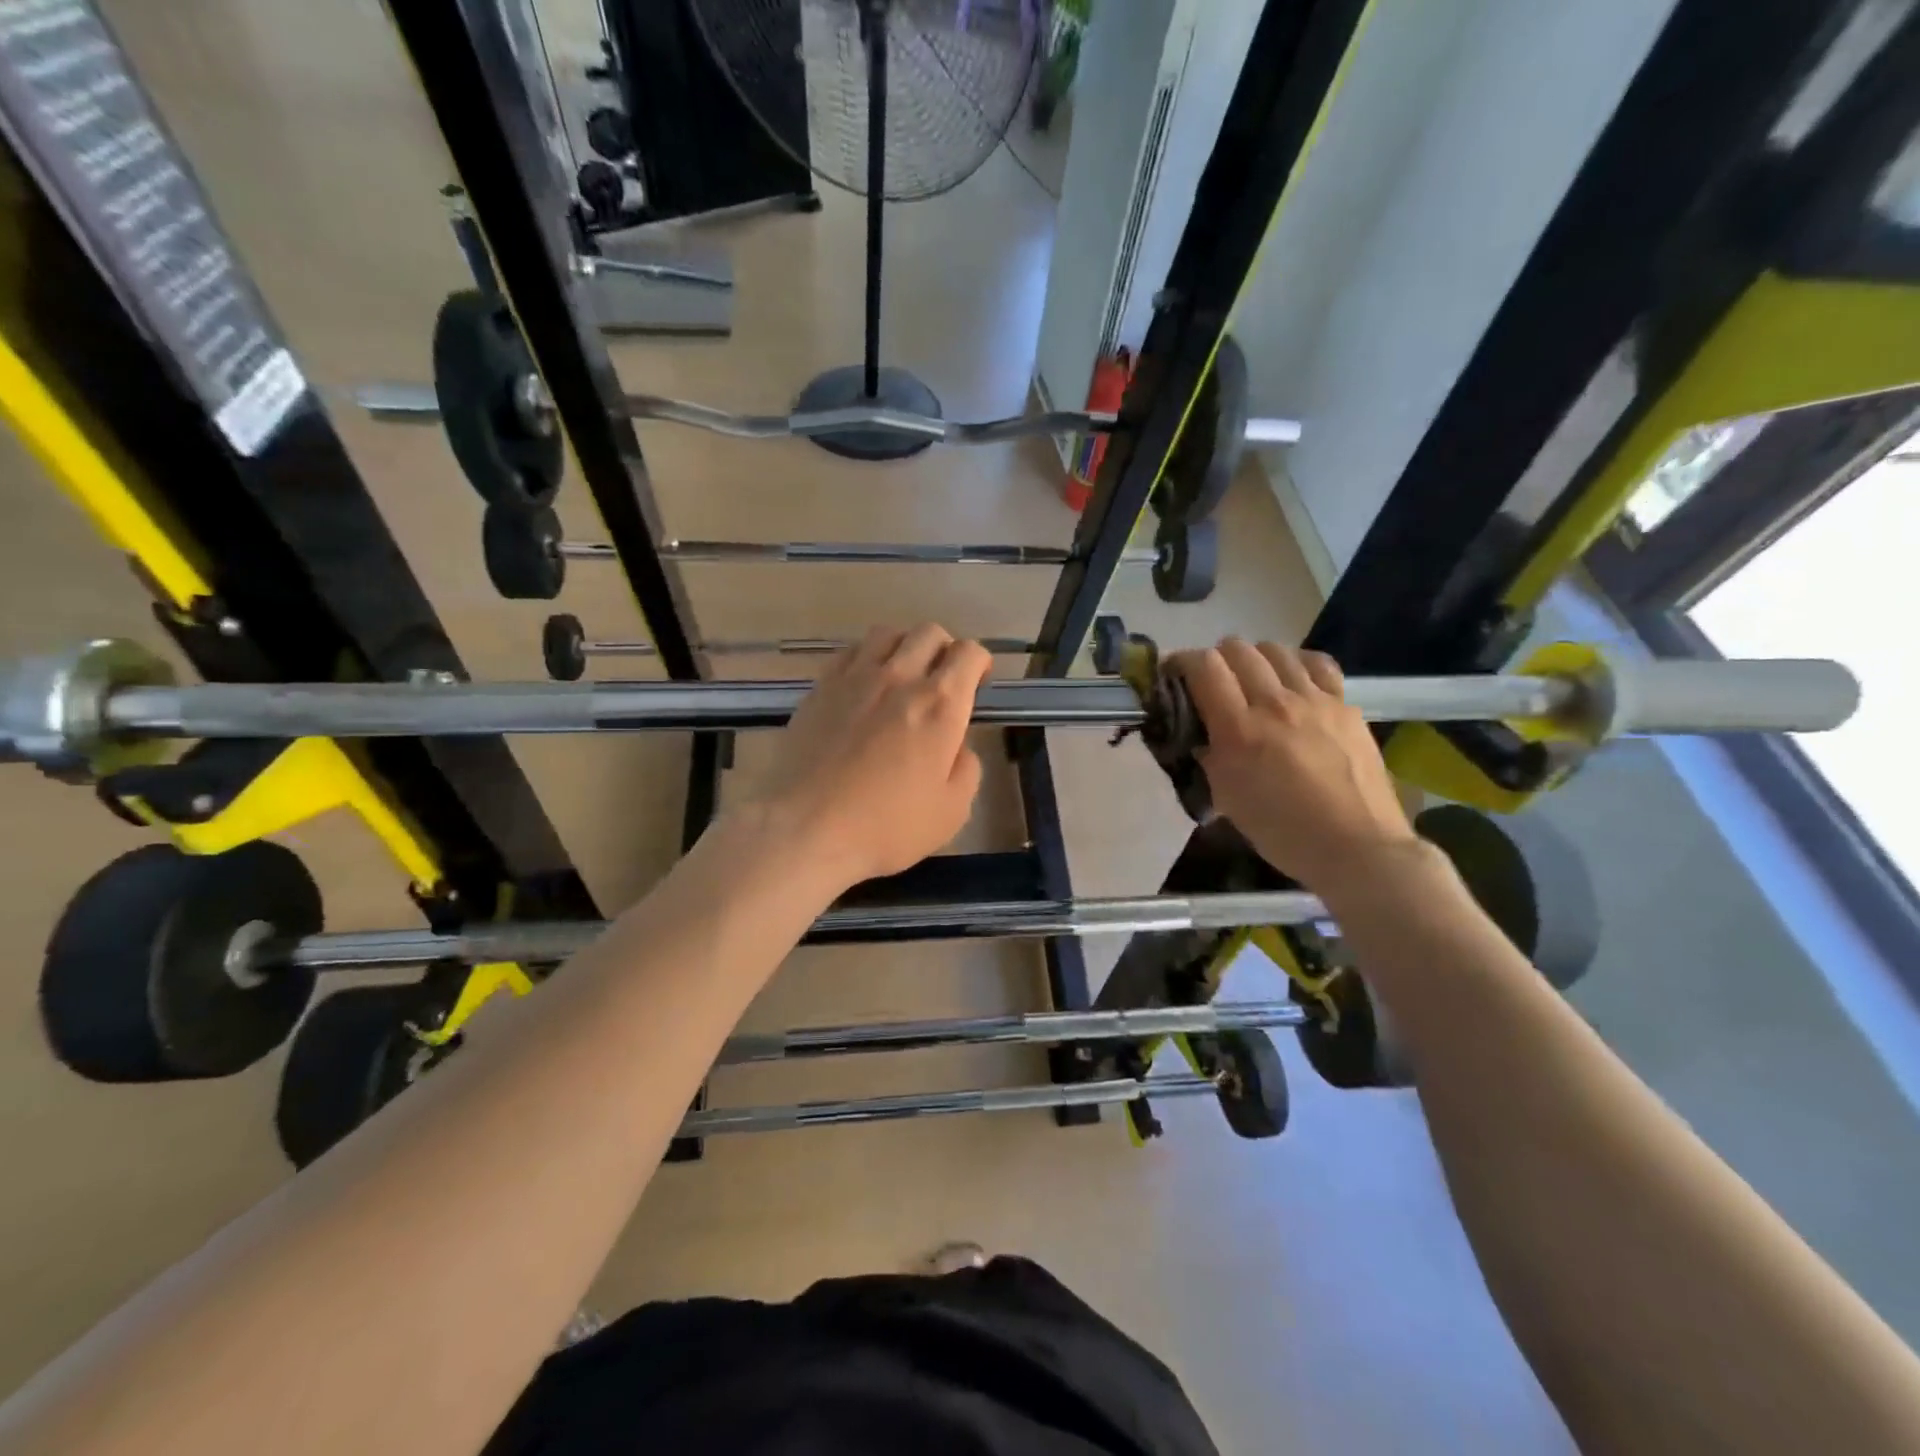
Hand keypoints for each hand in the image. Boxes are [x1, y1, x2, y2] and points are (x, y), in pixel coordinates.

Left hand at [737, 623, 990, 892]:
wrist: (807, 827)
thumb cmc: (886, 826)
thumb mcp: (951, 811)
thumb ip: (966, 769)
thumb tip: (957, 746)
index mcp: (940, 705)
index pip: (969, 653)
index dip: (980, 662)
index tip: (977, 683)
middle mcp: (900, 678)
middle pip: (929, 633)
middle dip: (944, 649)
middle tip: (942, 680)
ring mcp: (855, 678)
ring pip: (887, 633)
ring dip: (904, 646)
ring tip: (902, 674)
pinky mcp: (820, 687)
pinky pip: (850, 651)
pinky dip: (866, 658)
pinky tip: (864, 685)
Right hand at [1169, 639, 1417, 893]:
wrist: (1356, 847)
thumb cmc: (1283, 832)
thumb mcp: (1227, 797)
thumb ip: (1209, 756)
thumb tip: (1201, 734)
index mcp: (1239, 729)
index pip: (1204, 666)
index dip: (1181, 662)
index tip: (1173, 675)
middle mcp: (1275, 703)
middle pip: (1237, 649)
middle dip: (1215, 659)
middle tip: (1212, 683)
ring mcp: (1315, 700)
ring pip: (1275, 649)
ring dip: (1254, 659)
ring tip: (1252, 680)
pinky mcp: (1345, 704)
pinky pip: (1316, 663)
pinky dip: (1295, 664)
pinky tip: (1292, 680)